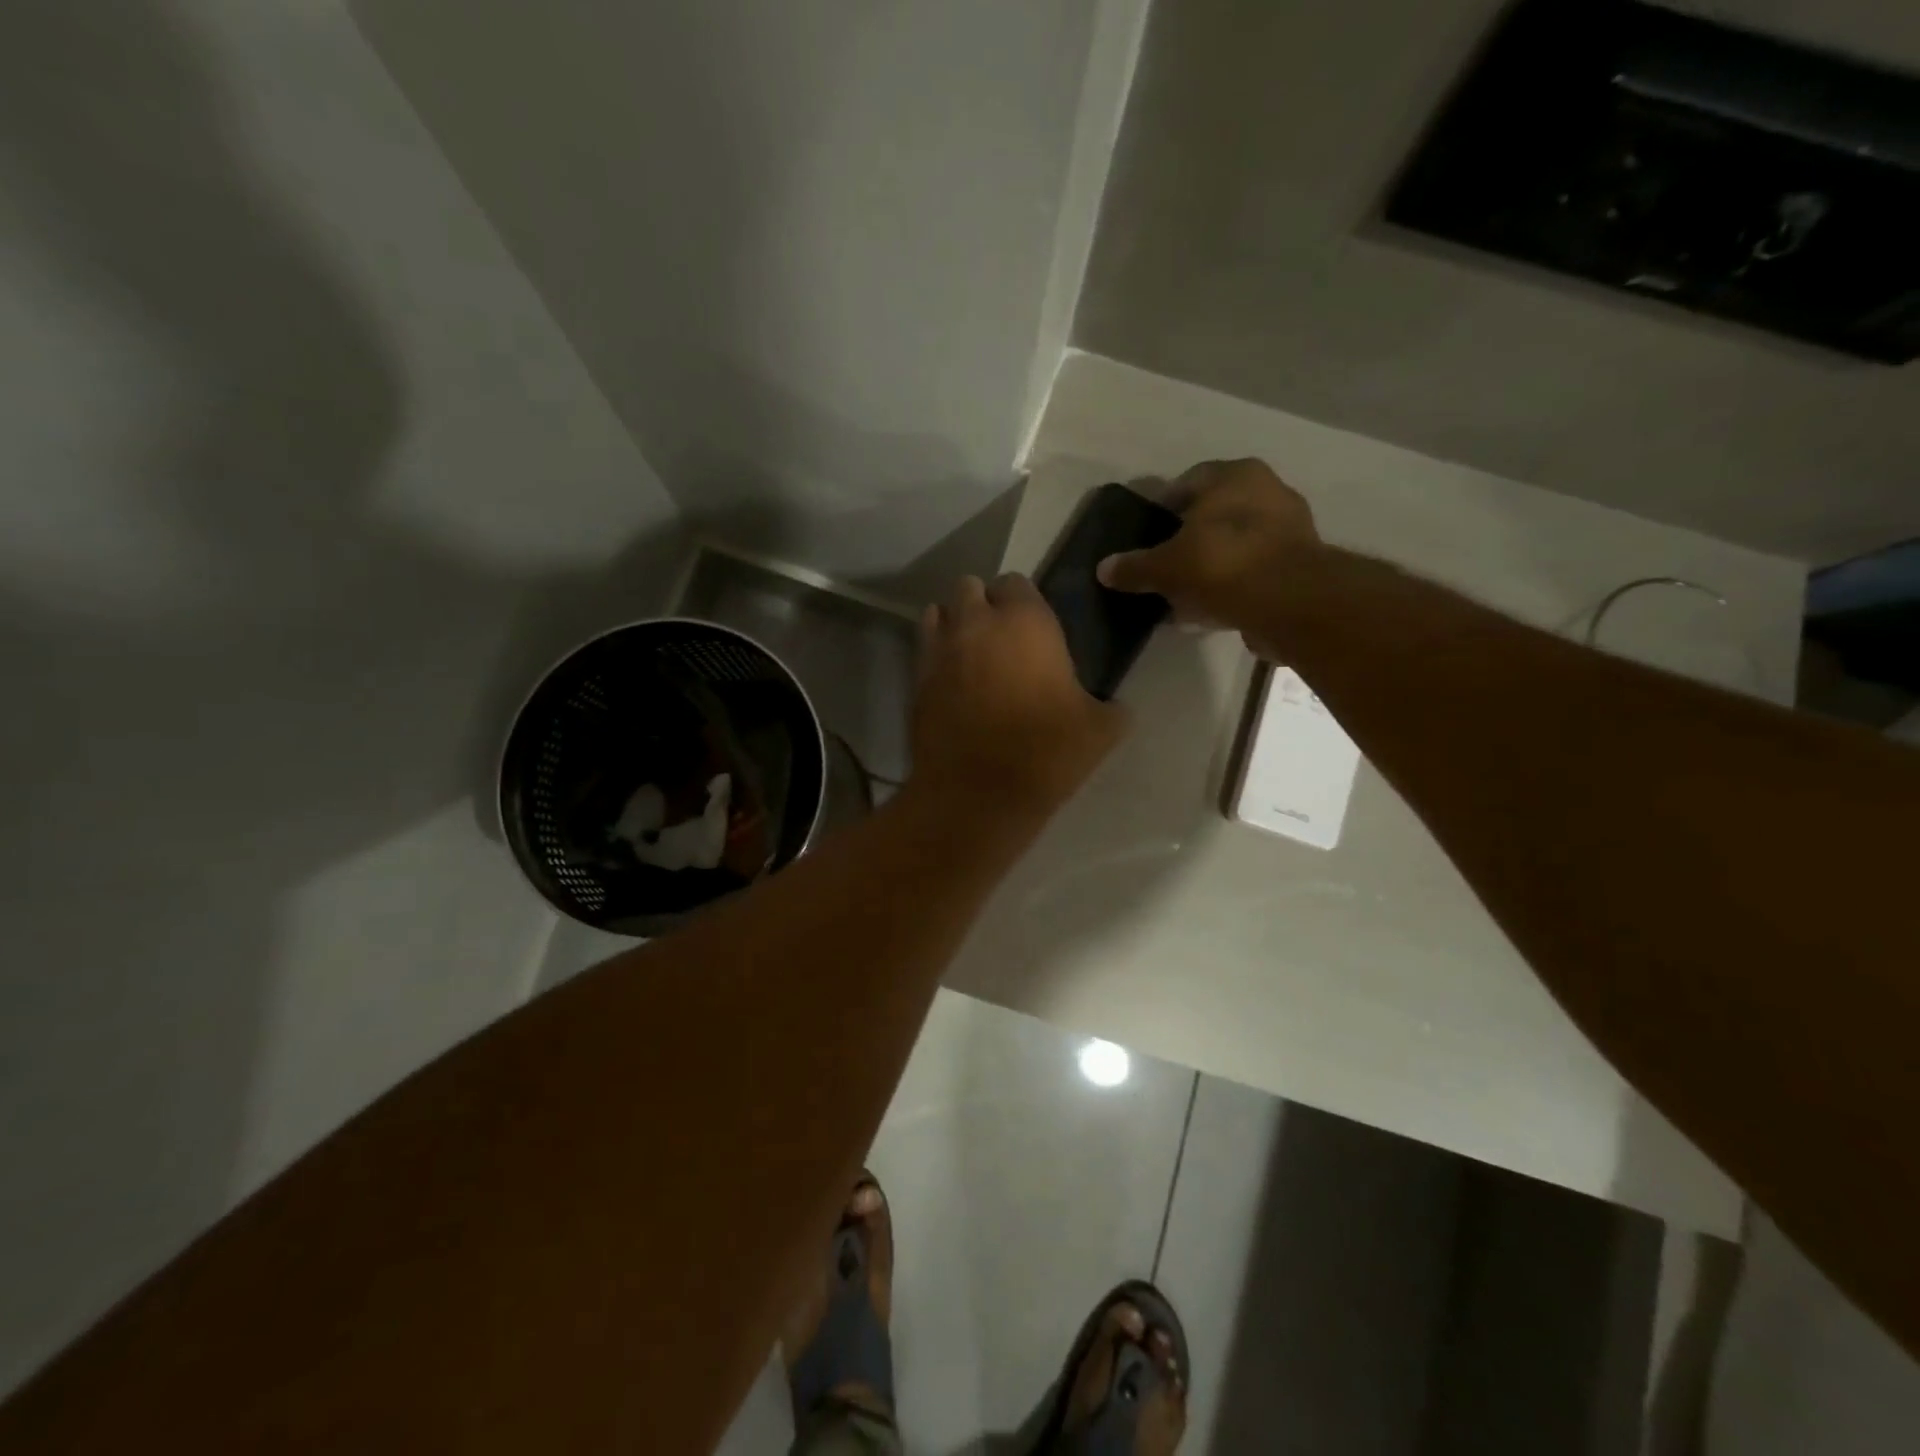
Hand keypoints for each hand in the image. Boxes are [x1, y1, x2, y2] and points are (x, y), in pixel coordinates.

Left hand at [912, 574, 1126, 815]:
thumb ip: (1110, 707)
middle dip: (982, 604)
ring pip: (938, 613)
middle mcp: (976, 623)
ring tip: (969, 654)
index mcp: (1025, 621)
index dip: (1023, 601)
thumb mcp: (1100, 730)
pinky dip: (935, 656)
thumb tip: (1115, 707)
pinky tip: (951, 682)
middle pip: (970, 588)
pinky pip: (924, 651)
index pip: (1016, 582)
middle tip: (999, 638)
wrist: (978, 793)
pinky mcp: (915, 681)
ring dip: (953, 624)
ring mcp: (939, 650)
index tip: (1033, 628)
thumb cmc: (1045, 751)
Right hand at [1097, 459, 1320, 657]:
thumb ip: (1134, 567)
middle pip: (1215, 514)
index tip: (1148, 536)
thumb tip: (1103, 569)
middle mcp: (1268, 490)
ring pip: (1236, 543)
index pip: (1188, 482)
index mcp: (1235, 475)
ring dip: (1212, 565)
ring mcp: (1289, 527)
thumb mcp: (1165, 567)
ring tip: (1185, 594)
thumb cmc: (1221, 564)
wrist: (1289, 603)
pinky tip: (1211, 609)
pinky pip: (1253, 570)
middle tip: (1164, 566)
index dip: (1163, 509)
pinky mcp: (1300, 565)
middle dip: (1189, 539)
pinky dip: (1233, 585)